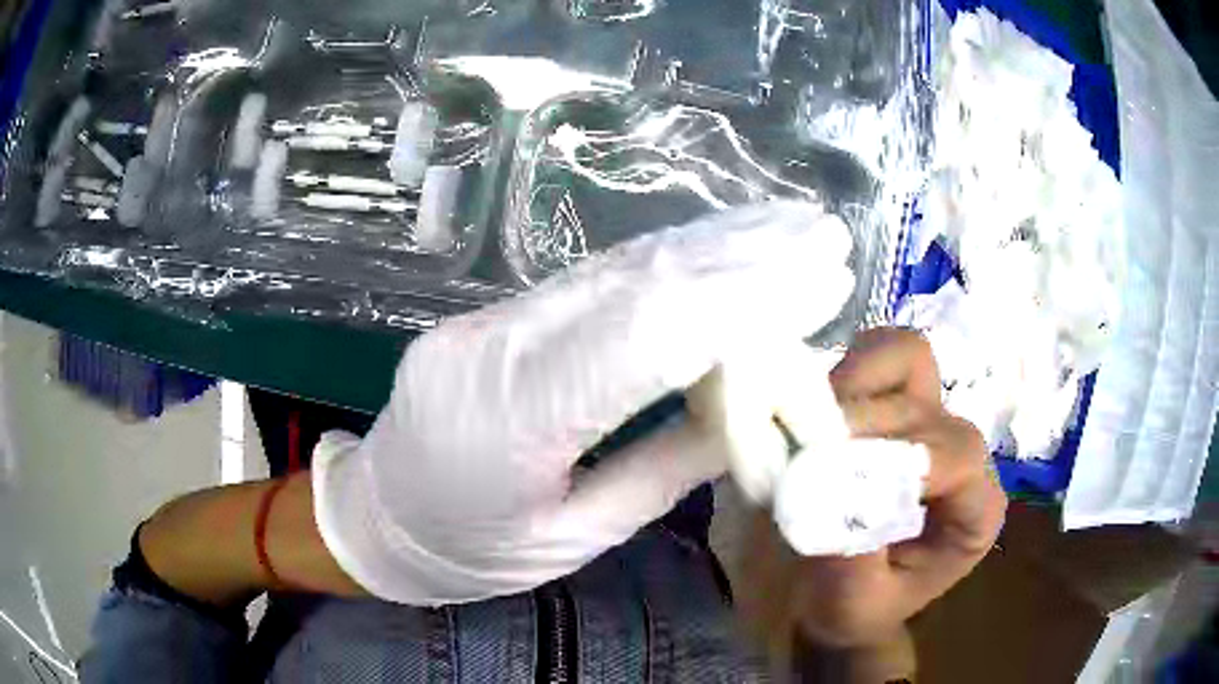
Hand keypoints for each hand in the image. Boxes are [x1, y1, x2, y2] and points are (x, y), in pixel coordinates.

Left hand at [310, 202, 856, 605]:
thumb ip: (665, 469)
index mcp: (508, 426)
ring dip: (715, 241)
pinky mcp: (494, 314)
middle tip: (825, 235)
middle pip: (639, 281)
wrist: (377, 516)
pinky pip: (592, 279)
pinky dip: (669, 259)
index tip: (822, 280)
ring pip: (618, 266)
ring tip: (790, 225)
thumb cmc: (470, 553)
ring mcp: (487, 321)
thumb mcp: (574, 539)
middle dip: (747, 254)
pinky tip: (719, 245)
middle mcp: (493, 350)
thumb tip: (752, 404)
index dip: (746, 299)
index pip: (646, 336)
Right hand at [738, 329, 1006, 657]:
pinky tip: (824, 409)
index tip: (839, 471)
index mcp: (975, 511)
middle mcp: (966, 456)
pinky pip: (884, 356)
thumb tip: (825, 484)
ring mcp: (935, 419)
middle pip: (925, 409)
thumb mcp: (851, 602)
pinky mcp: (903, 400)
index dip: (903, 455)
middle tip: (806, 455)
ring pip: (910, 359)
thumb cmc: (854, 608)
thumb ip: (849, 551)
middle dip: (863, 428)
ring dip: (858, 384)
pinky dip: (852, 370)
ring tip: (816, 428)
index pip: (959, 458)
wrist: (844, 599)